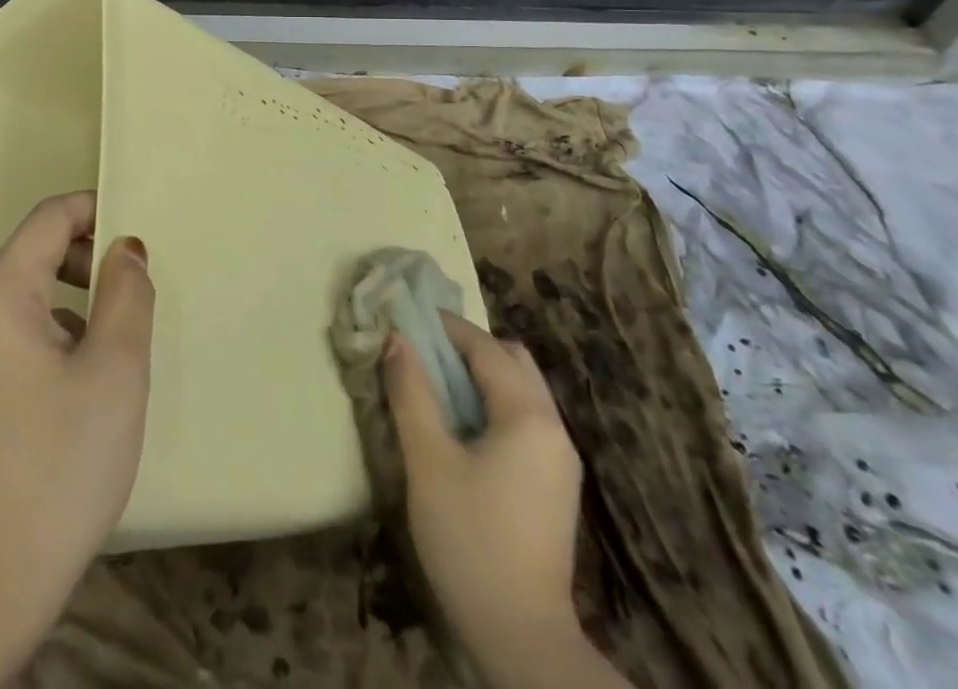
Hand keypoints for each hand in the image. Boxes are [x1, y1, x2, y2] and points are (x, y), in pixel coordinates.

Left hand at [0, 191, 154, 658]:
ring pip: (25, 297)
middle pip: (33, 255)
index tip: (137, 229)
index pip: (47, 220)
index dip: (94, 209)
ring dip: (74, 301)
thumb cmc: (59, 465)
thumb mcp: (114, 370)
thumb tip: (125, 248)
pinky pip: (11, 334)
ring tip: (114, 342)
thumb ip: (127, 293)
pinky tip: (80, 383)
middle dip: (87, 260)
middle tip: (134, 293)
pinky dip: (51, 335)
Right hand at [385, 313, 623, 688]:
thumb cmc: (469, 539)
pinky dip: (494, 405)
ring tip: (436, 386)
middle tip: (424, 352)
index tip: (407, 317)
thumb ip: (411, 392)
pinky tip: (463, 428)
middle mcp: (554, 427)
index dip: (446, 326)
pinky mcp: (556, 486)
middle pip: (513, 361)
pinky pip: (525, 420)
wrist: (521, 639)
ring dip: (481, 376)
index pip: (486, 346)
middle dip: (468, 347)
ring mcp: (560, 459)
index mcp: (528, 415)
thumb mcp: (427, 460)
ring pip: (522, 390)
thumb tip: (396, 339)